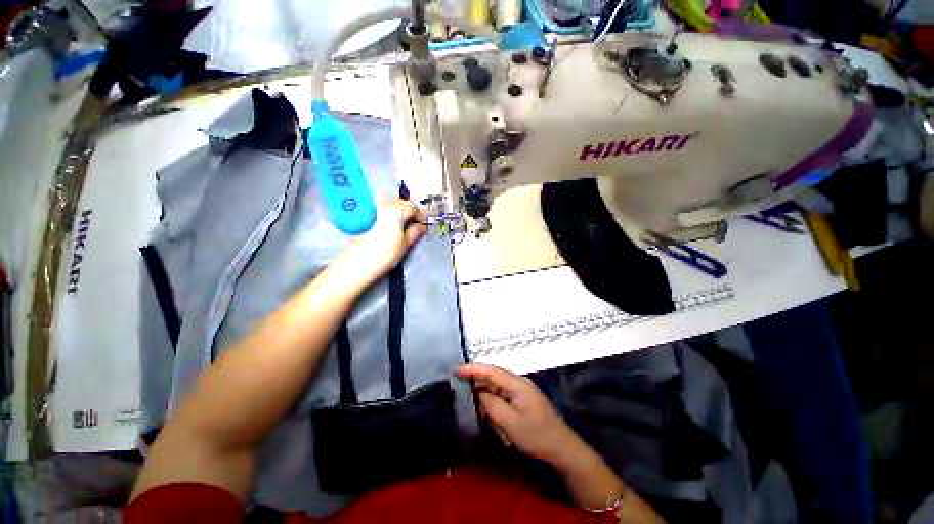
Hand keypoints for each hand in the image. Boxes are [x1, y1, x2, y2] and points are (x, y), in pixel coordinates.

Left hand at [338, 198, 426, 284]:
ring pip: (390, 204)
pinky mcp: (365, 215)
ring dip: (399, 211)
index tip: (423, 225)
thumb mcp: (405, 244)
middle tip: (415, 224)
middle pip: (401, 202)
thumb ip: (415, 232)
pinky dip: (389, 213)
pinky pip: (381, 209)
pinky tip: (391, 225)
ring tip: (403, 224)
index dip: (420, 215)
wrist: (358, 263)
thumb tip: (422, 226)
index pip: (413, 207)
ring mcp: (373, 209)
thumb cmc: (385, 254)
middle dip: (410, 211)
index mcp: (396, 210)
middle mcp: (384, 205)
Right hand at [455, 364, 580, 465]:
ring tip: (497, 429)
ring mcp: (521, 391)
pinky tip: (502, 429)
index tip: (456, 370)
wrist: (562, 448)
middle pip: (493, 381)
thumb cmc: (536, 435)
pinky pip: (504, 400)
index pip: (491, 371)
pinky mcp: (522, 400)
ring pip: (497, 392)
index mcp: (517, 383)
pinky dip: (498, 412)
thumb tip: (478, 392)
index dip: (473, 369)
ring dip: (492, 408)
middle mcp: (519, 383)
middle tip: (473, 409)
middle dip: (481, 394)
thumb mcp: (510, 423)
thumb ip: (491, 404)